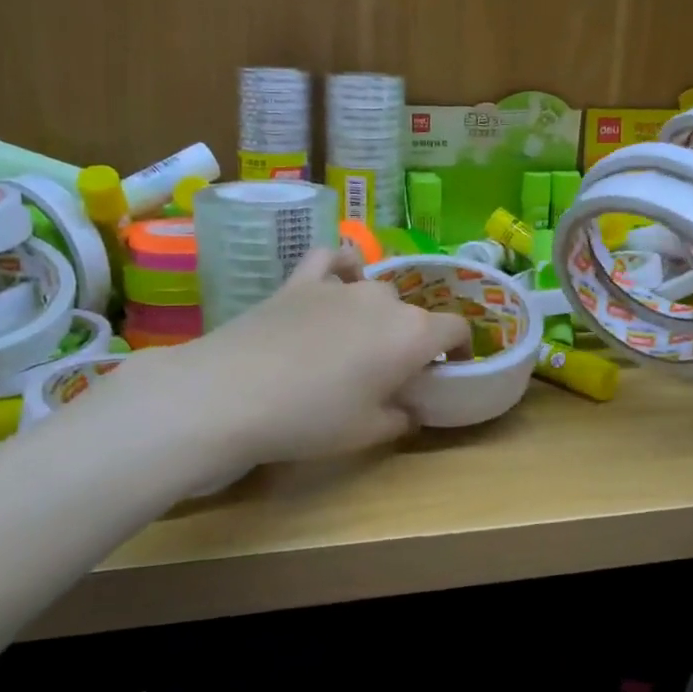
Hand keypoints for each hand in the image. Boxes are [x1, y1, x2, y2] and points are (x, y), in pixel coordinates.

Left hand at [142, 248, 470, 462]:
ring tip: (360, 337)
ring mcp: (340, 285)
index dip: (459, 348)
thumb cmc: (312, 418)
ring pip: (376, 288)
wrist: (233, 393)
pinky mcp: (300, 280)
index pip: (456, 328)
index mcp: (412, 334)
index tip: (449, 368)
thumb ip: (401, 416)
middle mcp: (384, 299)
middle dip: (411, 337)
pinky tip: (340, 279)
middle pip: (412, 312)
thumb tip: (409, 408)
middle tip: (392, 369)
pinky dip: (342, 266)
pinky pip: (332, 259)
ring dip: (378, 311)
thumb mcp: (368, 432)